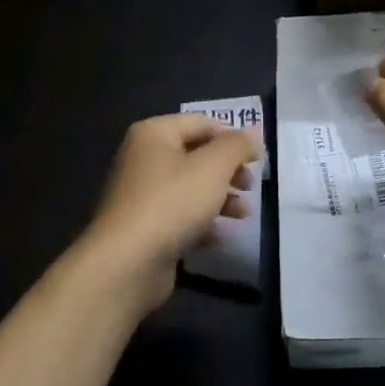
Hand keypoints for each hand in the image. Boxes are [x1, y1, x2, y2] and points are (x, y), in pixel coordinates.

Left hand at [79, 114, 261, 317]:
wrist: (127, 262)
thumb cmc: (172, 202)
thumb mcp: (213, 167)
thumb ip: (237, 146)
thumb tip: (254, 134)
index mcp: (153, 134)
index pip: (201, 123)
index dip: (232, 137)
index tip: (257, 158)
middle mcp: (143, 159)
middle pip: (196, 156)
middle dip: (228, 171)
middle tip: (249, 187)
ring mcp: (141, 195)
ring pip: (190, 188)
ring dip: (221, 198)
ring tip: (244, 215)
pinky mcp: (144, 227)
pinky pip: (179, 217)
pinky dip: (202, 223)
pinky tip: (221, 236)